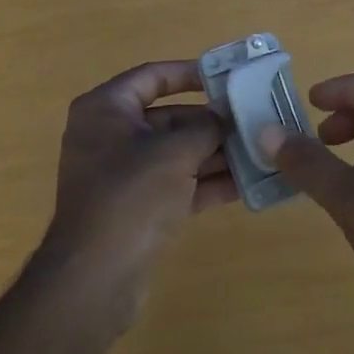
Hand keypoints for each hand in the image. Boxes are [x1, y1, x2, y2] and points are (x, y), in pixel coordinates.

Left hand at [38, 60, 234, 322]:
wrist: (95, 280)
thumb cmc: (131, 196)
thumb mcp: (174, 153)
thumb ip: (206, 127)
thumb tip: (227, 114)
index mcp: (106, 110)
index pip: (152, 76)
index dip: (189, 73)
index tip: (225, 76)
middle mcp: (110, 136)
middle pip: (168, 117)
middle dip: (210, 122)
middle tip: (251, 119)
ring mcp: (122, 175)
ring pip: (175, 154)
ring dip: (213, 153)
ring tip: (257, 150)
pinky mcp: (136, 209)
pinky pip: (176, 185)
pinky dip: (205, 183)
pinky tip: (246, 184)